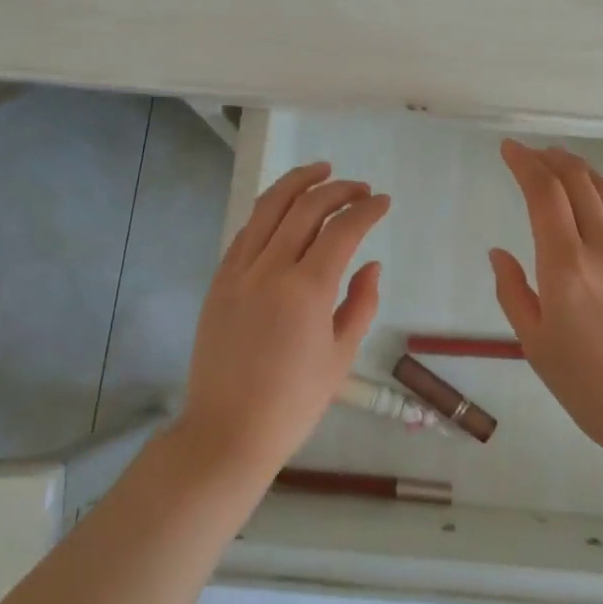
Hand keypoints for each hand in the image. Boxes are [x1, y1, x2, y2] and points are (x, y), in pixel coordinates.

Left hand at [179, 161, 390, 476]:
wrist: (226, 432)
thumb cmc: (292, 403)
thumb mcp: (340, 357)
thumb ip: (360, 303)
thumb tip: (370, 264)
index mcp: (306, 289)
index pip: (342, 229)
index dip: (366, 209)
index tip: (382, 202)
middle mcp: (270, 269)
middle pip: (306, 207)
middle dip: (338, 189)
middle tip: (359, 188)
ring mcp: (239, 271)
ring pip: (269, 207)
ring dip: (297, 183)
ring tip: (320, 171)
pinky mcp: (219, 281)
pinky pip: (246, 231)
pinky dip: (269, 211)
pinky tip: (284, 210)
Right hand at [489, 140, 602, 465]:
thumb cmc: (591, 388)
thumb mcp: (536, 345)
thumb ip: (513, 292)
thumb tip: (499, 253)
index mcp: (566, 265)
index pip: (544, 192)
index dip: (525, 162)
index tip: (509, 148)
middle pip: (578, 179)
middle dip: (551, 157)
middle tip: (531, 152)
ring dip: (578, 170)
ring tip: (560, 164)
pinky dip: (600, 196)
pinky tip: (591, 206)